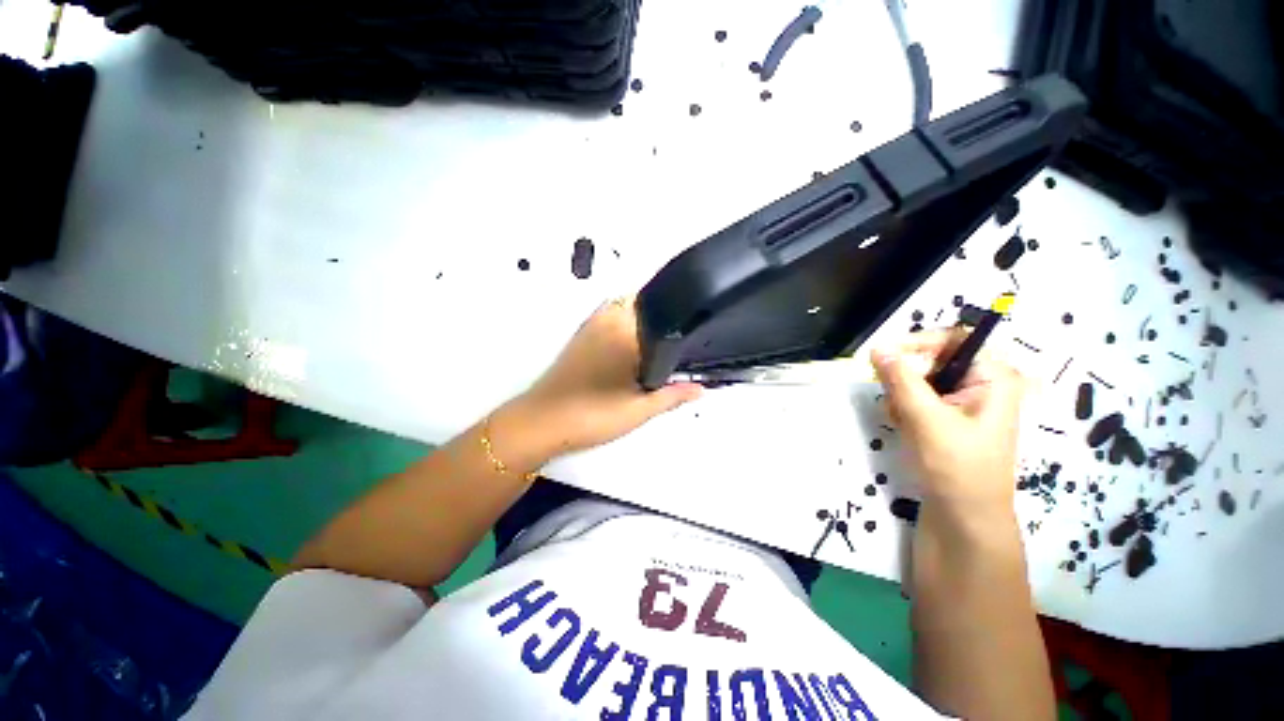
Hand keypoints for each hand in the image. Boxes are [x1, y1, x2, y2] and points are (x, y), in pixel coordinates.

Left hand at [512, 297, 701, 456]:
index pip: (658, 302)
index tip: (694, 319)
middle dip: (662, 313)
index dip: (679, 306)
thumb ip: (673, 395)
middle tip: (680, 335)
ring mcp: (590, 325)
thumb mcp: (639, 409)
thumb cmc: (593, 414)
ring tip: (659, 342)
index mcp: (625, 330)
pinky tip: (632, 349)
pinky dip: (624, 325)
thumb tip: (702, 388)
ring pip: (624, 308)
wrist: (542, 423)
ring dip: (642, 318)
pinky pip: (609, 318)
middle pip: (642, 301)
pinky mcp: (580, 336)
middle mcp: (607, 319)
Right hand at [871, 330, 1024, 516]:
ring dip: (902, 395)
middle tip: (892, 398)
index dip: (920, 342)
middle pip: (933, 358)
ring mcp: (963, 402)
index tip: (885, 356)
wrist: (963, 517)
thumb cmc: (956, 468)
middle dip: (907, 377)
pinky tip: (903, 426)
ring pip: (920, 378)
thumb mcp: (926, 419)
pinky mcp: (947, 417)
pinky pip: (918, 397)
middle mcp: (980, 384)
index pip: (955, 339)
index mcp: (992, 378)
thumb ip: (901, 380)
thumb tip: (878, 348)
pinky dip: (904, 407)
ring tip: (900, 419)